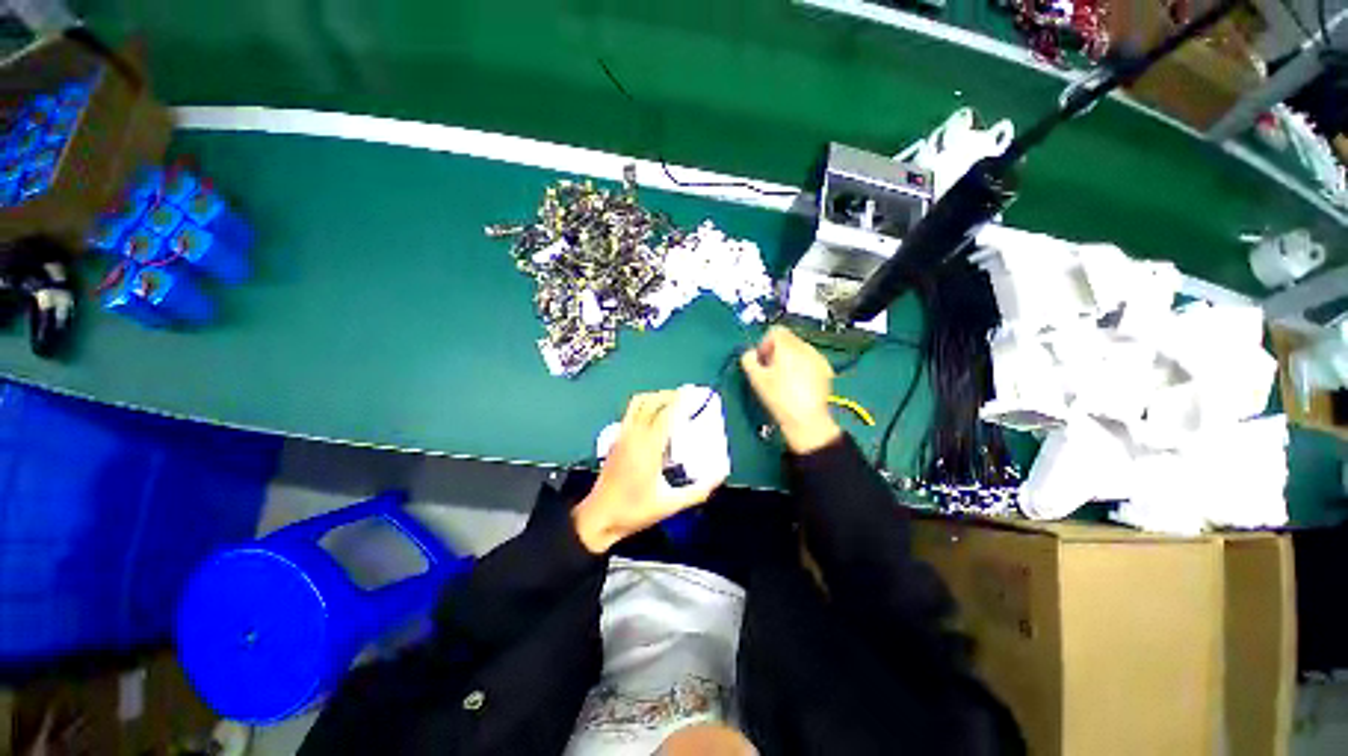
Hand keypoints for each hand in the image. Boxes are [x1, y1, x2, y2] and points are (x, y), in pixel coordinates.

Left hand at [573, 391, 724, 553]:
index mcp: (648, 447)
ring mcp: (622, 435)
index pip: (667, 414)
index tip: (694, 392)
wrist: (599, 517)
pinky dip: (645, 405)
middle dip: (670, 395)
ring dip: (656, 397)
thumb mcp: (670, 505)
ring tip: (671, 402)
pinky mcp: (615, 439)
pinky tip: (654, 418)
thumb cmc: (634, 510)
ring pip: (638, 403)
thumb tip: (719, 477)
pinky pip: (631, 412)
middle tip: (686, 397)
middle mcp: (634, 435)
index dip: (681, 401)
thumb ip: (697, 491)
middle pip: (651, 401)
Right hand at [741, 325, 841, 454]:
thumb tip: (750, 354)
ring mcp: (818, 358)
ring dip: (790, 358)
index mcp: (787, 346)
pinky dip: (802, 367)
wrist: (806, 419)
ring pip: (799, 350)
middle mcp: (805, 347)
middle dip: (777, 351)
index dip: (764, 343)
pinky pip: (810, 361)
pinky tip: (798, 384)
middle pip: (788, 339)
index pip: (775, 331)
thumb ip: (748, 360)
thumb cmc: (779, 397)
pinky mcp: (826, 370)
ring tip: (784, 379)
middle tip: (770, 371)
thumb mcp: (756, 379)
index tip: (762, 360)